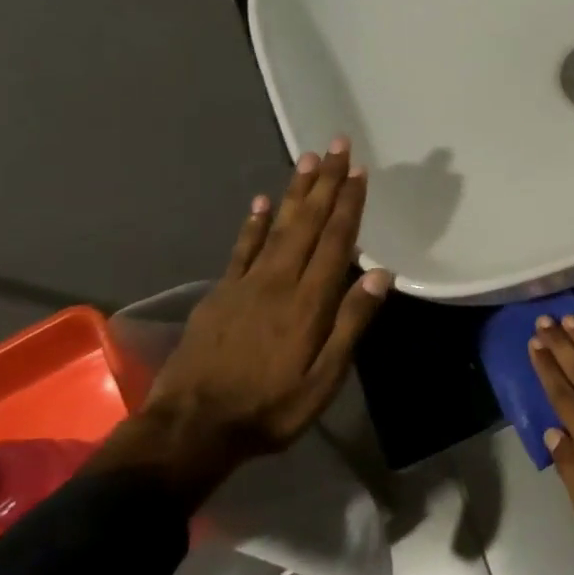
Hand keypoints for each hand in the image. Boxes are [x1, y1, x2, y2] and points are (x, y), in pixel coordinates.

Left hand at [130, 141, 390, 487]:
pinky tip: (260, 202)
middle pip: (307, 224)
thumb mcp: (324, 378)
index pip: (335, 242)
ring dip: (295, 192)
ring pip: (277, 227)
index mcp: (308, 302)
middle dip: (325, 183)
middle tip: (336, 145)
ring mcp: (245, 285)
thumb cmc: (271, 408)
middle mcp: (278, 282)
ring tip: (307, 160)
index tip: (359, 172)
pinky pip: (241, 249)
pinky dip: (253, 223)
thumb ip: (351, 324)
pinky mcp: (221, 295)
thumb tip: (380, 275)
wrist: (193, 428)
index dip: (348, 205)